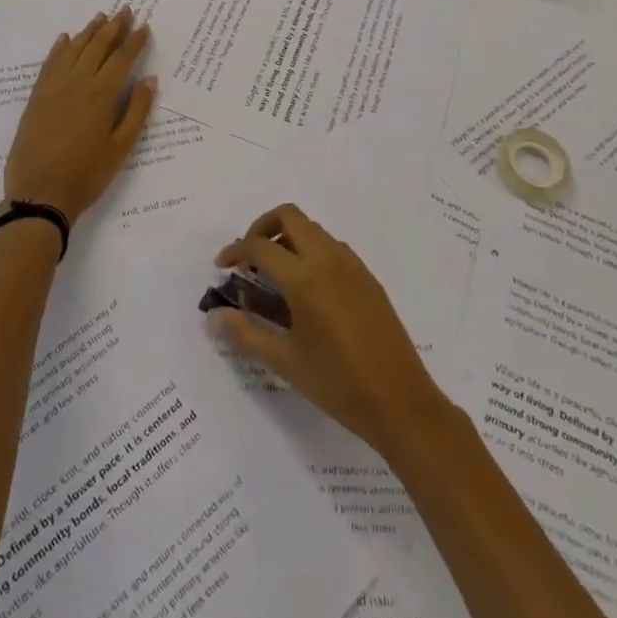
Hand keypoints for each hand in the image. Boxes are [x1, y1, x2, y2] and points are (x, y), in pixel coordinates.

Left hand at [2, 9, 155, 227]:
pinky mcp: (36, 97)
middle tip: (126, 10)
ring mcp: (53, 87)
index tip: (145, 26)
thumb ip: (136, 111)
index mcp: (102, 94)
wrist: (39, 194)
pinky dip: (60, 48)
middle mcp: (77, 82)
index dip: (135, 41)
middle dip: (114, 27)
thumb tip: (149, 79)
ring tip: (101, 17)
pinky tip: (66, 39)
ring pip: (74, 49)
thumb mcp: (121, 148)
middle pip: (98, 46)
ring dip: (89, 31)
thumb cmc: (87, 174)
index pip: (122, 58)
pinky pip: (49, 63)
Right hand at [210, 205, 449, 458]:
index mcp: (305, 278)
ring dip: (288, 238)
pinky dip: (311, 251)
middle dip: (262, 228)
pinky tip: (307, 289)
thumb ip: (246, 333)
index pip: (260, 246)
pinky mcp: (368, 277)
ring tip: (275, 276)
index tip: (222, 266)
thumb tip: (216, 316)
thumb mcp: (285, 362)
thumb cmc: (337, 384)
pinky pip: (333, 247)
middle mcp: (329, 260)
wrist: (400, 401)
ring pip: (313, 230)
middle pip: (289, 216)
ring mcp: (353, 265)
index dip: (235, 250)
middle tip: (249, 258)